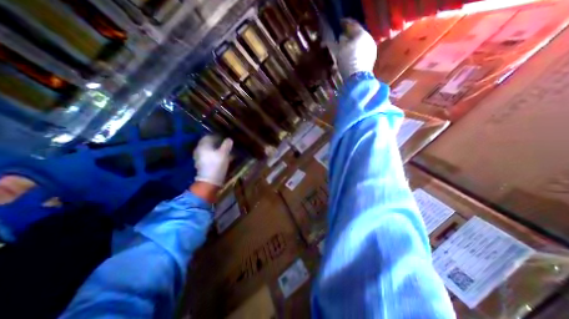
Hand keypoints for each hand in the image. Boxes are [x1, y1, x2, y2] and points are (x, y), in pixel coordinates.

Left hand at [193, 134, 233, 185]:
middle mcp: (199, 150)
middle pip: (209, 144)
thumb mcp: (224, 153)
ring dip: (217, 151)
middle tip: (226, 146)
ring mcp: (199, 158)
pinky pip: (209, 157)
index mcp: (203, 145)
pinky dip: (215, 157)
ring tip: (226, 153)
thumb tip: (229, 139)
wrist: (209, 181)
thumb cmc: (216, 164)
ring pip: (209, 151)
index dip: (217, 136)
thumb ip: (227, 145)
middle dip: (218, 144)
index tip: (225, 139)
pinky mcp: (201, 165)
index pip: (209, 136)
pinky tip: (222, 160)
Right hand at [334, 18, 376, 80]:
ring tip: (345, 50)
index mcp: (362, 34)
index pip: (353, 25)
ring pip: (360, 45)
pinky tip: (350, 58)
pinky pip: (362, 53)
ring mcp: (371, 50)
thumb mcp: (340, 51)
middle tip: (342, 38)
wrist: (358, 79)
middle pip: (358, 35)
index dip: (345, 24)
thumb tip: (341, 38)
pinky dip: (356, 54)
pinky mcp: (371, 60)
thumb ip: (340, 42)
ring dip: (353, 46)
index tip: (339, 24)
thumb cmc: (348, 63)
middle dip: (349, 37)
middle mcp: (369, 40)